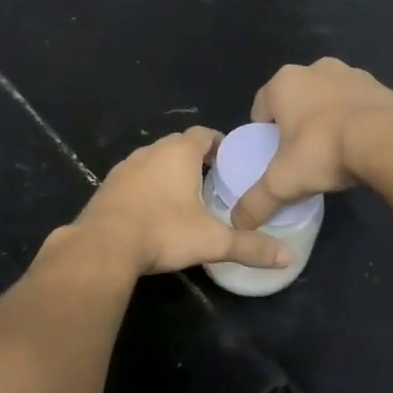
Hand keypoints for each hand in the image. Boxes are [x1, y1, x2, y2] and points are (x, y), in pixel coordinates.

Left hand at [74, 128, 292, 274]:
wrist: (103, 246)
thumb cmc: (163, 231)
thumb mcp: (213, 241)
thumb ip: (250, 247)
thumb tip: (289, 258)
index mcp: (178, 152)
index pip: (204, 134)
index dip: (220, 145)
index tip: (231, 164)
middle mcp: (151, 151)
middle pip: (179, 145)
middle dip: (197, 160)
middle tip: (214, 183)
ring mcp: (126, 166)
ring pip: (155, 161)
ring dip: (170, 173)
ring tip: (186, 198)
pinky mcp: (109, 185)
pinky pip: (135, 178)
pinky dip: (148, 187)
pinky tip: (154, 212)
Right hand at [232, 58, 392, 229]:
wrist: (390, 141)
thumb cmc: (323, 150)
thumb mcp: (283, 182)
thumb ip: (256, 202)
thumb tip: (238, 224)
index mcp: (284, 82)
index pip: (261, 107)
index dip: (264, 133)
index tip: (273, 157)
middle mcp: (315, 68)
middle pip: (295, 100)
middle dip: (296, 124)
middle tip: (301, 156)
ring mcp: (351, 73)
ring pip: (327, 99)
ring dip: (326, 119)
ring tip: (333, 153)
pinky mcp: (381, 86)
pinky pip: (358, 104)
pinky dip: (355, 120)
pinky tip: (360, 147)